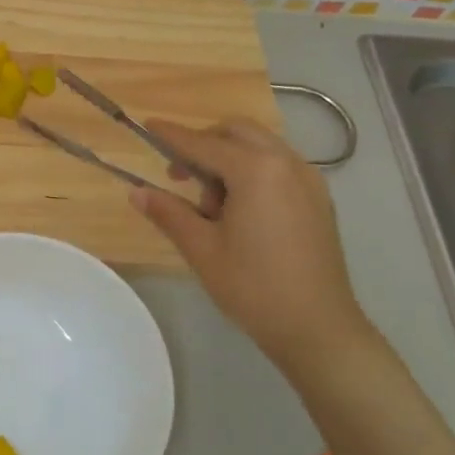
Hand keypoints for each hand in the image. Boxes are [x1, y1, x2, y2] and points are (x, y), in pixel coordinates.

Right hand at [133, 118, 380, 383]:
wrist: (317, 327)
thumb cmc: (253, 286)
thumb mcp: (202, 249)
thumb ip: (169, 213)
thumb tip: (137, 193)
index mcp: (257, 171)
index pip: (204, 143)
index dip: (172, 136)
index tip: (147, 126)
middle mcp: (287, 163)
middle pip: (237, 133)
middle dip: (204, 143)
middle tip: (179, 175)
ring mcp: (308, 179)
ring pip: (260, 147)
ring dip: (229, 158)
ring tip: (211, 204)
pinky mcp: (318, 198)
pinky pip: (278, 166)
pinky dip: (253, 171)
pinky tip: (240, 210)